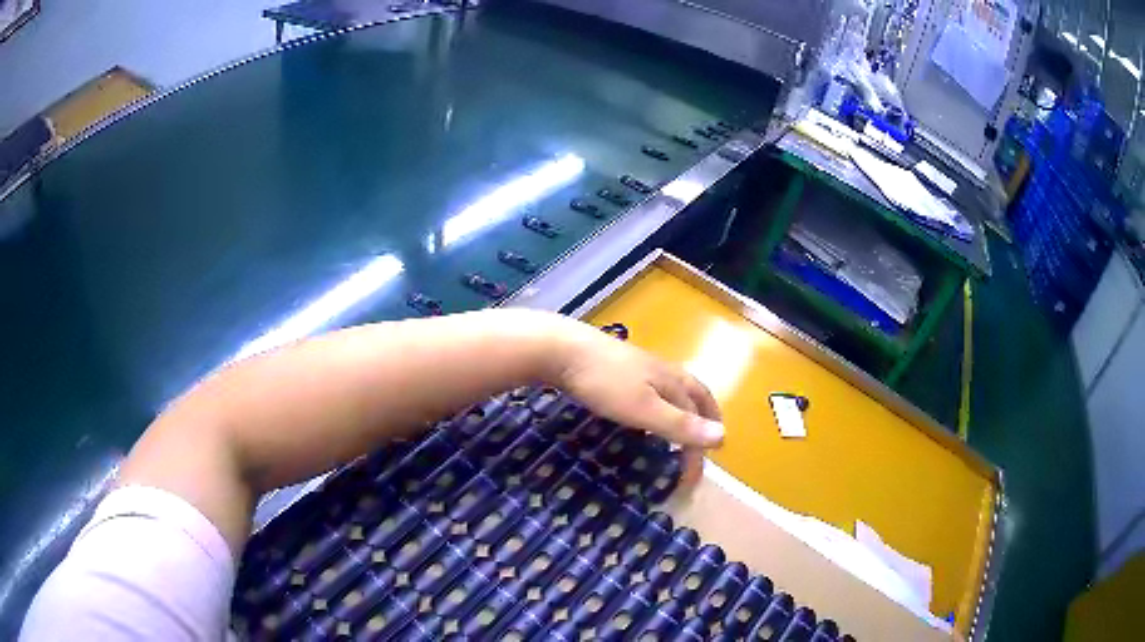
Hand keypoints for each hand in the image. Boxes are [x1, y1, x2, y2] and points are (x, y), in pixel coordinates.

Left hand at [550, 318, 723, 486]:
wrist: (561, 349)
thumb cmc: (604, 382)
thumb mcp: (644, 409)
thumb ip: (680, 424)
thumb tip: (722, 437)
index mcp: (674, 381)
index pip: (701, 415)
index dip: (700, 446)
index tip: (691, 479)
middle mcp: (663, 371)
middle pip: (694, 396)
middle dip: (704, 420)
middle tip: (705, 445)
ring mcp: (640, 366)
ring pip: (672, 392)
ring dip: (682, 414)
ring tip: (677, 435)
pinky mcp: (618, 368)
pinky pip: (650, 391)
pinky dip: (658, 408)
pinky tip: (641, 417)